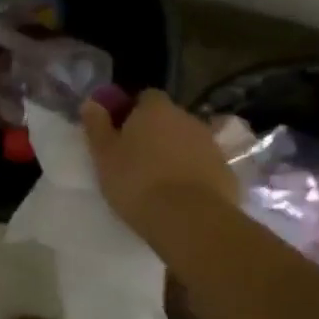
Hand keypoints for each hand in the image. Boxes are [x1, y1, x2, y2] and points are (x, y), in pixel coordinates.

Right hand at [80, 90, 237, 247]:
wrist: (190, 221)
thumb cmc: (137, 181)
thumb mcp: (104, 155)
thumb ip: (97, 125)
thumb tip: (91, 103)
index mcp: (156, 109)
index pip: (145, 97)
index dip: (132, 111)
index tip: (121, 132)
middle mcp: (187, 118)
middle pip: (168, 119)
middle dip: (155, 133)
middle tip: (136, 158)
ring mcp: (211, 145)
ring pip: (187, 142)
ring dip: (175, 153)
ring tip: (159, 181)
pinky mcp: (227, 172)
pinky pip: (204, 166)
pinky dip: (194, 174)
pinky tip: (181, 197)